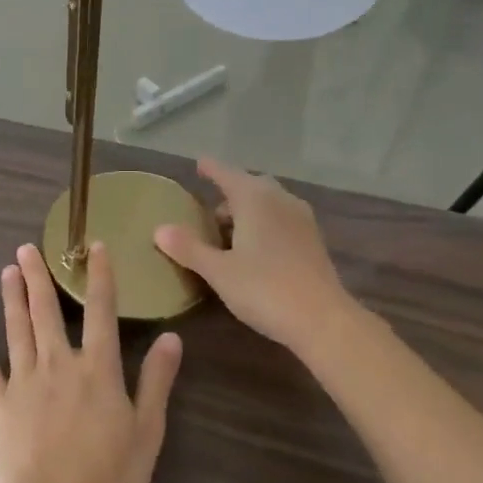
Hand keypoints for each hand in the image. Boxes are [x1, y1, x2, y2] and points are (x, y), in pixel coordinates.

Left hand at [0, 242, 182, 482]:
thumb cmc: (108, 477)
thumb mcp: (147, 430)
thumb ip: (157, 381)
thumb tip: (172, 338)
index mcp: (97, 369)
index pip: (102, 311)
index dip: (100, 276)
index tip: (95, 247)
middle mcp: (58, 363)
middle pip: (47, 311)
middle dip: (39, 277)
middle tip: (27, 247)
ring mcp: (23, 381)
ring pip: (17, 329)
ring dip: (12, 297)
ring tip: (8, 270)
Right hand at [153, 159, 354, 355]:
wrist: (323, 319)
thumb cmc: (265, 289)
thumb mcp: (219, 271)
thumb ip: (189, 248)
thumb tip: (159, 229)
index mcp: (255, 199)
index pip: (227, 173)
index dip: (211, 168)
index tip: (199, 163)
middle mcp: (280, 200)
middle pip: (251, 186)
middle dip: (230, 192)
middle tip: (210, 212)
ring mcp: (301, 219)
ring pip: (269, 203)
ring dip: (248, 210)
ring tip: (229, 233)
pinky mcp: (312, 240)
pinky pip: (282, 219)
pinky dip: (265, 224)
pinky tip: (255, 249)